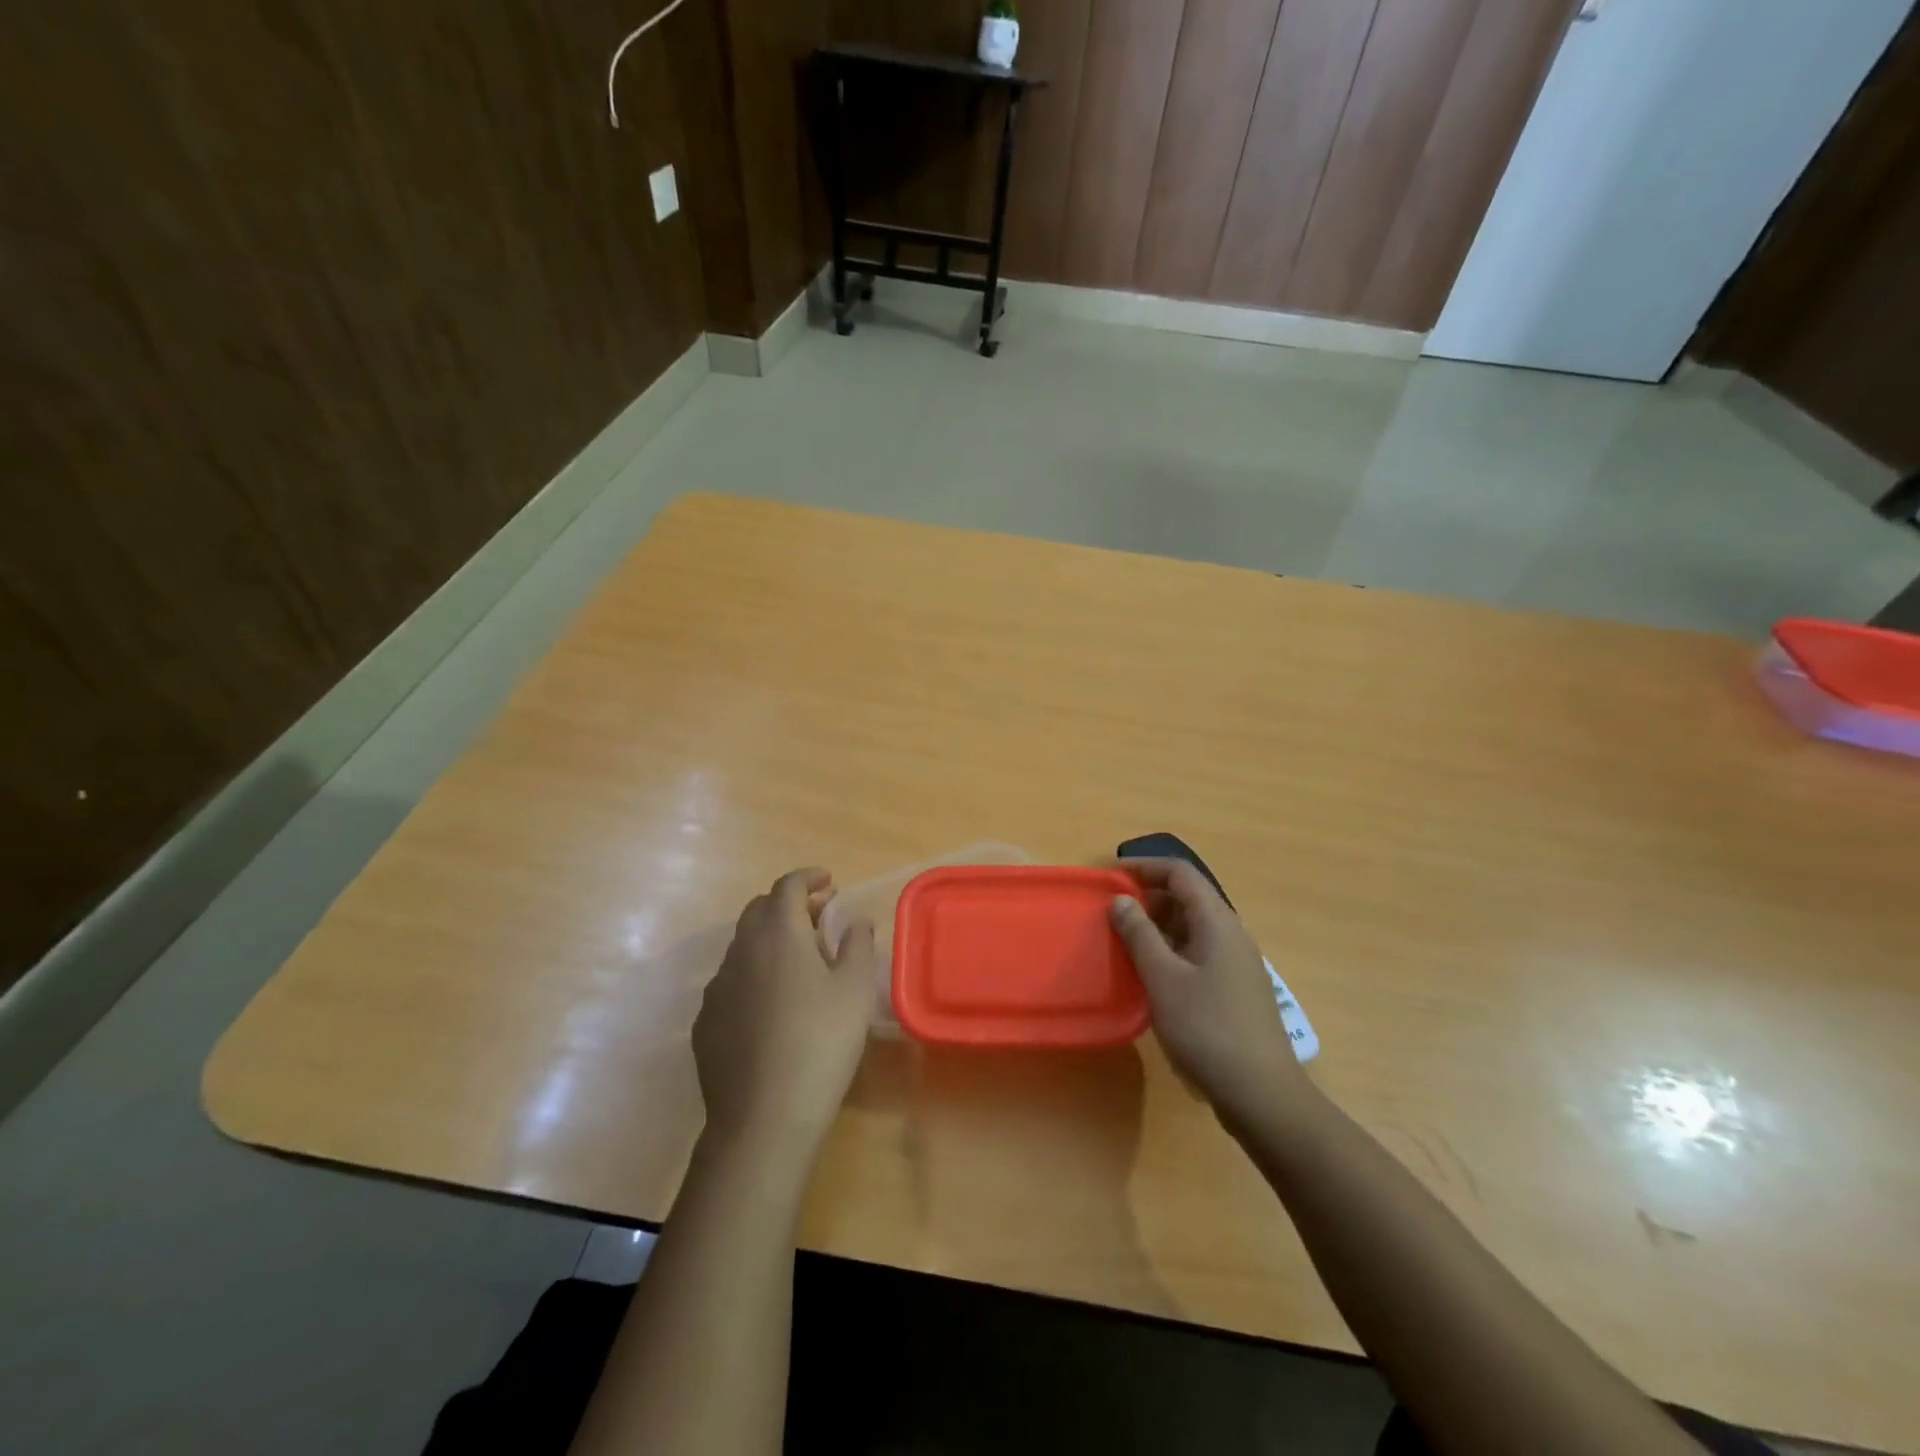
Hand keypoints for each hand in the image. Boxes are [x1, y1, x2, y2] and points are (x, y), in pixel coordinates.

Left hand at [693, 868, 876, 1157]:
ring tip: (799, 961)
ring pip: (742, 946)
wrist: (763, 1118)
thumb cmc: (820, 1042)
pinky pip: (730, 982)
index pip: (788, 886)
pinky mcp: (704, 1023)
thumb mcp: (854, 990)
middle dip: (789, 904)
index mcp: (778, 934)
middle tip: (819, 917)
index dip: (809, 877)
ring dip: (769, 939)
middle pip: (759, 909)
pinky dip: (753, 974)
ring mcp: (716, 988)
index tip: (829, 881)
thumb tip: (854, 920)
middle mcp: (740, 951)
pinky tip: (771, 1005)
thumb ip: (857, 944)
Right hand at [1109, 859, 1311, 1126]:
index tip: (1111, 876)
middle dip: (1149, 897)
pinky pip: (1198, 952)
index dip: (1145, 867)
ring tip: (1125, 941)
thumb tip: (1121, 900)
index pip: (1181, 873)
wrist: (1262, 1094)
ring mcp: (1237, 963)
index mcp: (1218, 922)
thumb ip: (1139, 935)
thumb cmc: (1208, 1029)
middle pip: (1189, 897)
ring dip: (1158, 926)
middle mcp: (1232, 934)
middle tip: (1113, 912)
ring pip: (1193, 927)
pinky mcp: (1235, 989)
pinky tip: (1151, 975)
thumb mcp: (1163, 979)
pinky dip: (1171, 950)